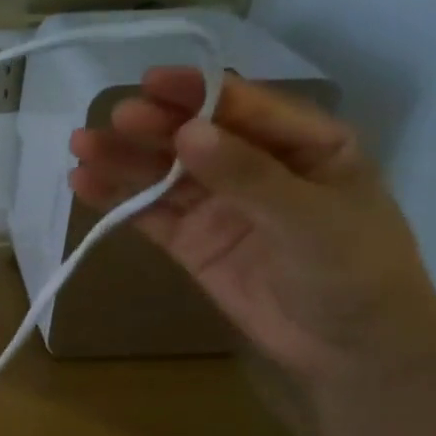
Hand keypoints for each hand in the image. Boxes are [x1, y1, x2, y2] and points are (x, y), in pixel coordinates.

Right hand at [69, 69, 435, 387]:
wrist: (350, 353)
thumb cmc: (354, 273)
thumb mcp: (309, 218)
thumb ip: (246, 175)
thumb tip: (185, 132)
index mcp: (304, 144)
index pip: (243, 107)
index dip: (196, 92)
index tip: (150, 82)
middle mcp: (256, 166)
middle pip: (195, 136)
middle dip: (154, 126)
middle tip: (114, 120)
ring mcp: (220, 205)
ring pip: (164, 173)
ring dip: (124, 159)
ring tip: (81, 147)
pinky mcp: (193, 241)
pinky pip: (151, 213)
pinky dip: (118, 199)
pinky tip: (85, 184)